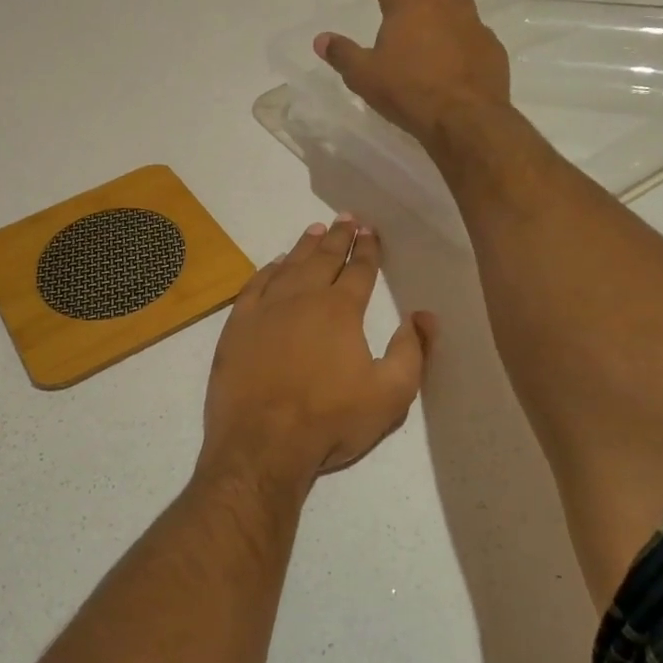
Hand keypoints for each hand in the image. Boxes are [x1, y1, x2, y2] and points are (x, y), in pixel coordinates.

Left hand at [201, 215, 433, 490]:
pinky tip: (275, 263)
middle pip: (324, 258)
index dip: (368, 249)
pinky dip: (268, 269)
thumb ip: (413, 352)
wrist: (262, 444)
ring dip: (304, 246)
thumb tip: (425, 315)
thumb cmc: (330, 421)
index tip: (370, 231)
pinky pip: (255, 285)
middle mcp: (302, 298)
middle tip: (346, 218)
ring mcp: (266, 309)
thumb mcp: (390, 395)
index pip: (359, 270)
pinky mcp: (238, 325)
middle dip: (338, 237)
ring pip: (289, 265)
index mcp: (341, 310)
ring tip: (315, 229)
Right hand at [313, 0, 510, 147]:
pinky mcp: (490, 44)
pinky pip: (472, 27)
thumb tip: (322, 39)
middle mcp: (442, 3)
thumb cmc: (409, 93)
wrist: (466, 118)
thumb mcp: (364, 77)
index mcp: (407, 5)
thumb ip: (342, 54)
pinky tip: (450, 50)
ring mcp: (471, 22)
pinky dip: (457, 29)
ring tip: (426, 13)